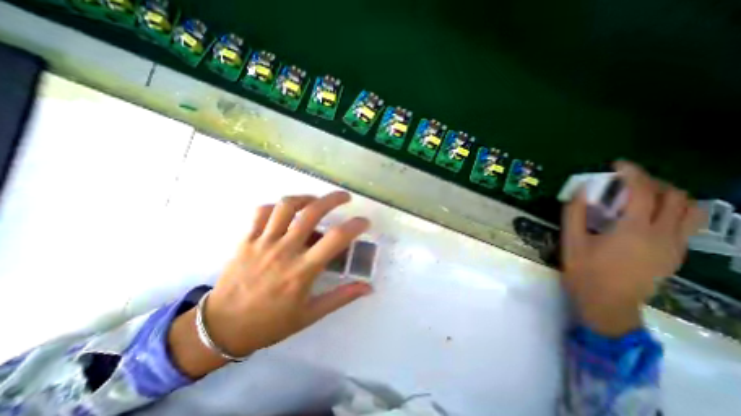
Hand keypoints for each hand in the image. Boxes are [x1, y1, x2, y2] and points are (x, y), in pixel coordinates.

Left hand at [170, 192, 373, 376]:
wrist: (221, 328)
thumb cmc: (271, 323)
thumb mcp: (311, 314)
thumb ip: (341, 297)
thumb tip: (367, 288)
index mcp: (303, 270)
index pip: (336, 239)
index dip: (355, 226)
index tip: (364, 222)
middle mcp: (285, 250)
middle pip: (312, 212)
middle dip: (333, 199)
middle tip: (345, 197)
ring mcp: (264, 242)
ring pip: (286, 206)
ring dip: (306, 198)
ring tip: (316, 200)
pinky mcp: (247, 239)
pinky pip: (262, 212)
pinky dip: (277, 207)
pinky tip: (286, 212)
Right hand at [565, 162, 701, 336]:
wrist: (607, 304)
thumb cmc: (584, 271)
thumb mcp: (571, 241)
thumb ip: (574, 213)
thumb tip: (581, 190)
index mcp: (634, 230)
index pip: (643, 191)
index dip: (632, 173)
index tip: (618, 164)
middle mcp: (663, 235)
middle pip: (675, 197)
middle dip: (653, 182)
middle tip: (627, 182)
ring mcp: (675, 246)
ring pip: (691, 210)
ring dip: (669, 195)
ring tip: (642, 195)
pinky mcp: (676, 255)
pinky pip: (687, 224)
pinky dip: (673, 211)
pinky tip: (648, 216)